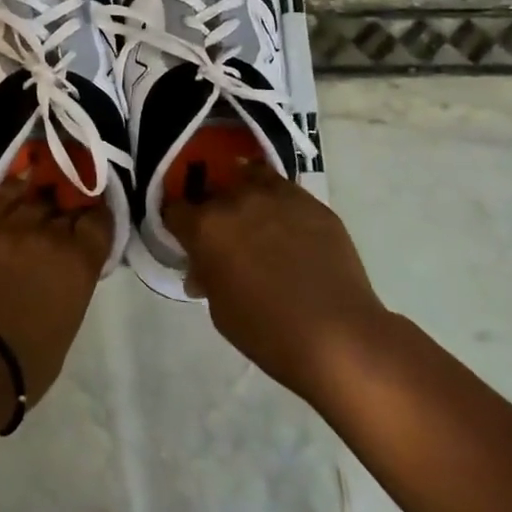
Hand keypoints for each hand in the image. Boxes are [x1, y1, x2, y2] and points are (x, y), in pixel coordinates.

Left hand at [0, 173, 110, 405]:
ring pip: (35, 196)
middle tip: (67, 210)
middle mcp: (50, 236)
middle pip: (66, 206)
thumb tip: (65, 270)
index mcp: (79, 263)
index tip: (93, 217)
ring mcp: (11, 226)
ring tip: (43, 196)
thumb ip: (72, 284)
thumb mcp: (67, 322)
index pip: (99, 222)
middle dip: (69, 207)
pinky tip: (19, 185)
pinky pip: (1, 195)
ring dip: (42, 197)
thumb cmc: (24, 362)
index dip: (97, 216)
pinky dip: (14, 188)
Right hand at [165, 162, 390, 409]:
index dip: (177, 224)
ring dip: (245, 193)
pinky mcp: (312, 202)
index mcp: (205, 226)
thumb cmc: (267, 331)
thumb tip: (204, 268)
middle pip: (212, 190)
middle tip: (223, 235)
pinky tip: (288, 228)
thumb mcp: (219, 310)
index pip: (174, 209)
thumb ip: (207, 276)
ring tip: (254, 217)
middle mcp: (236, 199)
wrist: (338, 335)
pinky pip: (285, 191)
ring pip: (249, 176)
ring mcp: (277, 195)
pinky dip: (278, 203)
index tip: (185, 238)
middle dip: (211, 209)